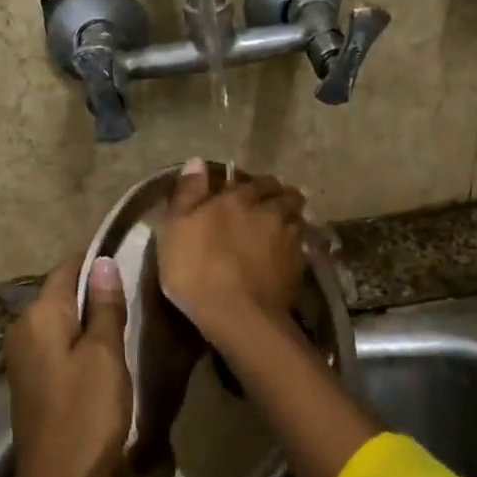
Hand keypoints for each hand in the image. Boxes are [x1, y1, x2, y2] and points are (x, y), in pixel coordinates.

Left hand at [3, 256, 130, 476]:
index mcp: (40, 316)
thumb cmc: (87, 415)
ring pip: (62, 319)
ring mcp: (23, 355)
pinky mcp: (31, 379)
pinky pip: (58, 343)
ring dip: (91, 318)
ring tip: (128, 323)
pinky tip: (106, 355)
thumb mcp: (105, 355)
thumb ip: (105, 306)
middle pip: (63, 292)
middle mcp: (23, 328)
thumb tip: (103, 261)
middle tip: (138, 296)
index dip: (99, 260)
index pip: (68, 267)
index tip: (132, 261)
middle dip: (97, 290)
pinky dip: (81, 341)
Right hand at [154, 157, 307, 338]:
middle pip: (284, 194)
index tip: (244, 194)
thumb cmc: (196, 269)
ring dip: (289, 219)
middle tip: (266, 208)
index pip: (254, 180)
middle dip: (277, 197)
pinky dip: (293, 246)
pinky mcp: (300, 265)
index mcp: (239, 197)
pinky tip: (283, 258)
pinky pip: (300, 246)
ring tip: (278, 232)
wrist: (237, 315)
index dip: (251, 186)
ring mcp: (289, 237)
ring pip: (297, 218)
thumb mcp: (175, 228)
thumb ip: (188, 193)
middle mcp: (270, 210)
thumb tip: (197, 161)